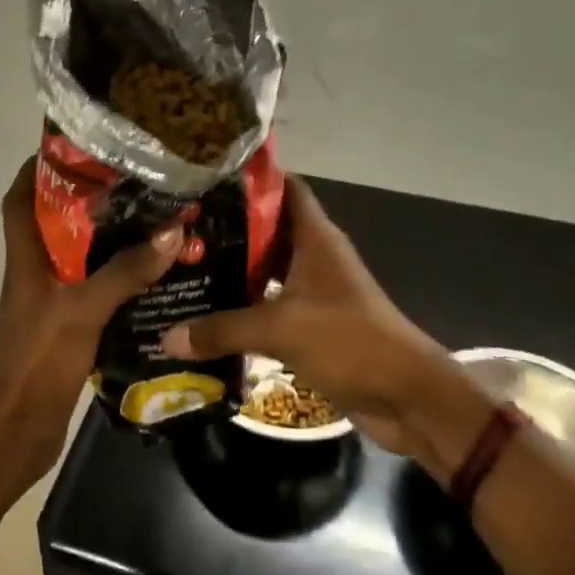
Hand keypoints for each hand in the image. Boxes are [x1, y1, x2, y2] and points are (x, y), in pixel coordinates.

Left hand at [0, 157, 182, 490]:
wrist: (19, 428)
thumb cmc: (39, 359)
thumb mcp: (83, 309)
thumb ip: (125, 272)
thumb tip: (170, 233)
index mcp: (26, 257)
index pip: (19, 197)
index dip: (39, 167)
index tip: (76, 146)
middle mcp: (35, 271)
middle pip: (56, 221)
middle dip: (88, 198)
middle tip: (133, 181)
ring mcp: (50, 299)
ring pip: (79, 255)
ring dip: (109, 239)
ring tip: (152, 219)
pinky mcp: (67, 325)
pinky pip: (94, 288)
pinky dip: (118, 277)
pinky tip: (153, 274)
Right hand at [161, 178, 481, 464]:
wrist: (407, 397)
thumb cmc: (349, 341)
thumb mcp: (280, 329)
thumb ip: (222, 330)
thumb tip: (167, 336)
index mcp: (314, 237)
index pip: (283, 187)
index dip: (248, 179)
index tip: (205, 177)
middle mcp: (313, 256)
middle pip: (265, 228)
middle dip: (225, 227)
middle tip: (177, 226)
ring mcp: (313, 290)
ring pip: (264, 268)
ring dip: (231, 269)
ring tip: (182, 265)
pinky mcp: (311, 323)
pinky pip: (268, 304)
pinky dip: (242, 306)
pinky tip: (206, 312)